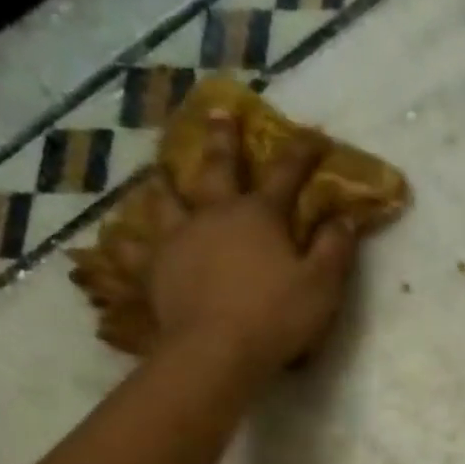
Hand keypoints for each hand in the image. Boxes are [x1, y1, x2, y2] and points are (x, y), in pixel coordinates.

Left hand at [143, 109, 359, 377]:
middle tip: (219, 112)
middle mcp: (215, 214)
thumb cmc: (275, 318)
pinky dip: (128, 246)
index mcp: (260, 215)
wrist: (216, 352)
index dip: (303, 152)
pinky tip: (119, 243)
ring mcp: (179, 239)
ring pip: (167, 200)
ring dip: (165, 184)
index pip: (287, 173)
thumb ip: (335, 250)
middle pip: (218, 166)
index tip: (315, 135)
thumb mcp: (322, 286)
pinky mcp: (154, 270)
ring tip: (158, 174)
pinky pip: (135, 253)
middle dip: (224, 139)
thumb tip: (345, 218)